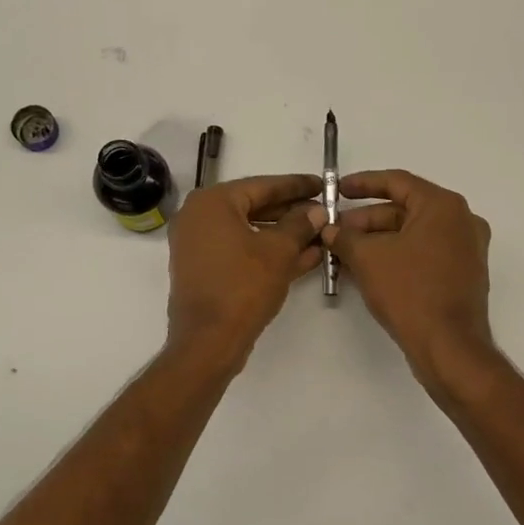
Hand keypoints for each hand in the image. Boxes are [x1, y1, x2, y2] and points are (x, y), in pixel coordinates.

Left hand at [166, 173, 323, 365]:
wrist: (209, 340)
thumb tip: (316, 211)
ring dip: (284, 235)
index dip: (296, 186)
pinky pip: (242, 252)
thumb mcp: (279, 251)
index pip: (262, 185)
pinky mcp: (206, 270)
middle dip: (292, 212)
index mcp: (212, 202)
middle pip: (255, 207)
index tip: (322, 184)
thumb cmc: (243, 287)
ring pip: (250, 232)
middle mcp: (199, 217)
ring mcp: (200, 246)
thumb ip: (300, 225)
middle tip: (324, 211)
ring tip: (320, 235)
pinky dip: (269, 253)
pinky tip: (305, 257)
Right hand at [321, 170, 496, 392]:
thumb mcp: (368, 259)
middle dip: (367, 220)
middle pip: (405, 209)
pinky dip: (398, 256)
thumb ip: (345, 237)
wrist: (449, 345)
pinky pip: (425, 254)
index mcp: (444, 206)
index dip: (363, 184)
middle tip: (336, 232)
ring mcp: (466, 249)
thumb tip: (330, 229)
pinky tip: (370, 269)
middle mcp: (462, 221)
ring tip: (346, 253)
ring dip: (379, 240)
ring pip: (414, 234)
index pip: (397, 182)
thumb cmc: (410, 292)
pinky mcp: (463, 274)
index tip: (337, 190)